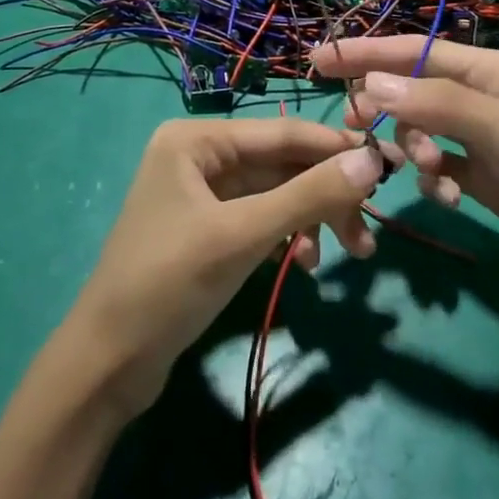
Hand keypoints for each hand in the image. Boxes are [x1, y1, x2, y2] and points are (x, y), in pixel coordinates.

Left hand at [66, 118, 398, 417]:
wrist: (108, 365)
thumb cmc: (169, 285)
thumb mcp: (243, 236)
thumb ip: (309, 195)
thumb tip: (372, 160)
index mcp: (196, 139)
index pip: (283, 133)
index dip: (337, 148)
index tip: (390, 165)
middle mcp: (200, 155)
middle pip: (283, 164)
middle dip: (327, 195)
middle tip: (370, 228)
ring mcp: (203, 192)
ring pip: (277, 194)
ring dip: (313, 220)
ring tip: (349, 254)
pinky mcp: (209, 228)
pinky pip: (263, 218)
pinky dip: (288, 237)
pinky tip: (304, 265)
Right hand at [312, 37, 498, 334]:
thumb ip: (444, 107)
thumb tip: (372, 85)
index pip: (421, 52)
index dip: (369, 52)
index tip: (320, 60)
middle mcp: (490, 101)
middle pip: (417, 90)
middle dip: (388, 107)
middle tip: (356, 130)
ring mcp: (488, 143)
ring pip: (424, 131)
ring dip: (415, 149)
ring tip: (428, 174)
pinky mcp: (487, 182)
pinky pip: (441, 167)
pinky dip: (434, 179)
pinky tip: (449, 199)